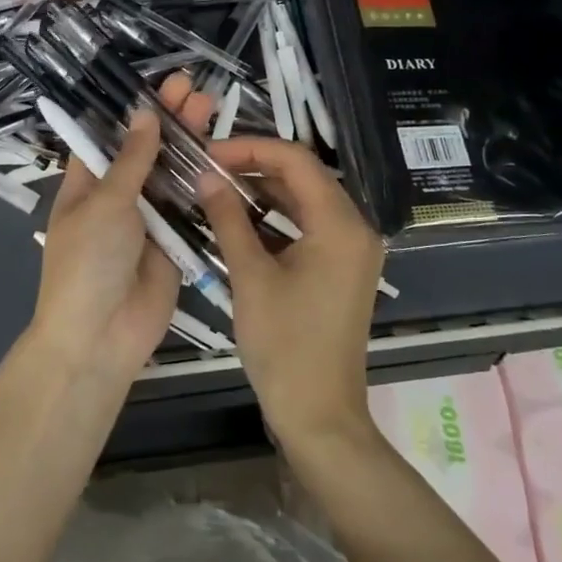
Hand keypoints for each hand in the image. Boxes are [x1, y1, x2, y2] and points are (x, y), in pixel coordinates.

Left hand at [26, 74, 216, 379]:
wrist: (101, 336)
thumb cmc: (88, 262)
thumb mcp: (105, 203)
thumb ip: (132, 161)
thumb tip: (144, 114)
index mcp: (87, 183)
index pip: (108, 136)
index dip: (131, 110)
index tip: (156, 84)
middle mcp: (117, 196)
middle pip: (145, 150)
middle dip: (166, 120)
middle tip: (192, 86)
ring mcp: (147, 218)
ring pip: (170, 174)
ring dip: (188, 144)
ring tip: (210, 105)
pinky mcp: (174, 240)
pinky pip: (189, 206)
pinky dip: (202, 181)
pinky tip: (221, 153)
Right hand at [197, 136, 385, 444]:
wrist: (319, 413)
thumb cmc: (284, 345)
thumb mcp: (250, 277)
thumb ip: (228, 219)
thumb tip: (206, 176)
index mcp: (340, 225)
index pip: (296, 161)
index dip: (250, 148)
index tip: (208, 153)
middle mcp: (356, 228)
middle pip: (304, 176)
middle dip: (255, 166)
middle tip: (207, 168)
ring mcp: (352, 250)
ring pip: (306, 201)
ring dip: (264, 192)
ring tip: (217, 188)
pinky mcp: (342, 269)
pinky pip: (309, 227)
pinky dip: (277, 219)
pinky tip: (240, 220)